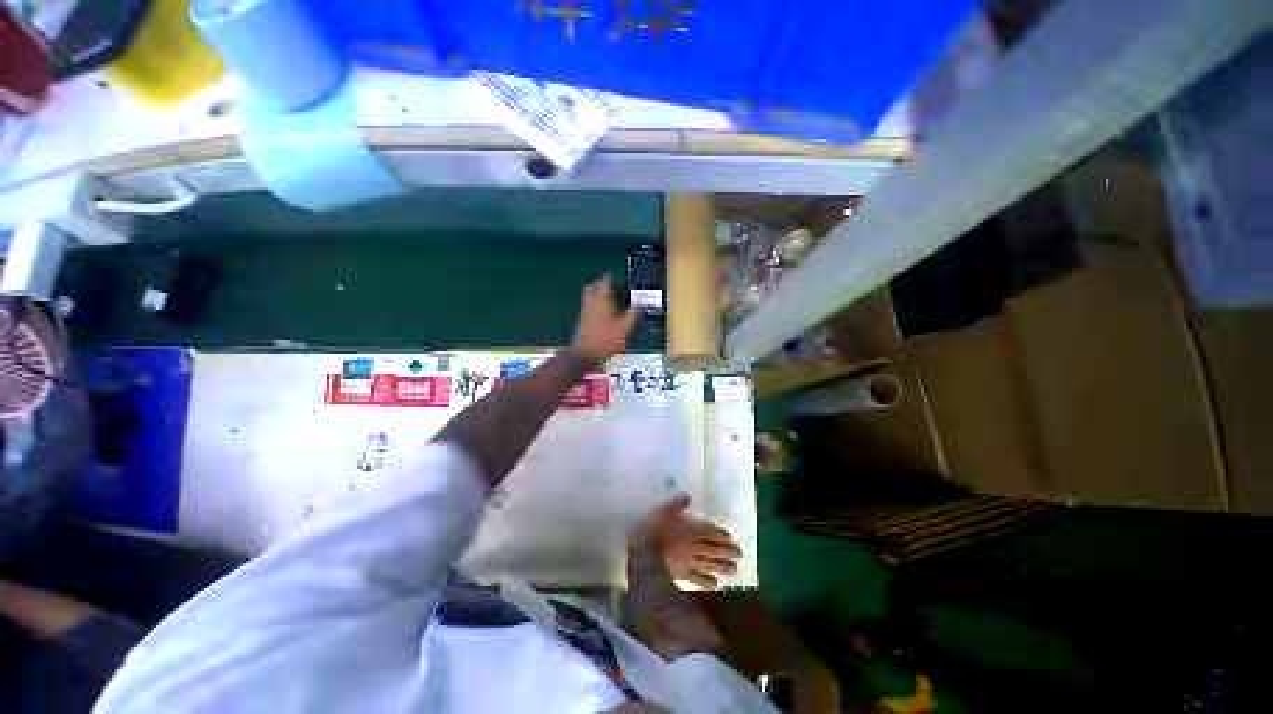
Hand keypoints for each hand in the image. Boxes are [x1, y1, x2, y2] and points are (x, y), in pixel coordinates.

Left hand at [571, 276, 638, 360]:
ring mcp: (584, 311)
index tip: (616, 278)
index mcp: (602, 299)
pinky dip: (595, 304)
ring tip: (608, 297)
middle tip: (610, 284)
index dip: (610, 279)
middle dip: (600, 284)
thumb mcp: (625, 327)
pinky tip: (603, 312)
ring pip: (589, 296)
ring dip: (596, 293)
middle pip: (593, 287)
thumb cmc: (607, 339)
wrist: (586, 354)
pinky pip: (588, 306)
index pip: (605, 282)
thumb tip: (643, 304)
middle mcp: (591, 302)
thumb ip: (633, 314)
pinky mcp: (582, 321)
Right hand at [629, 494, 740, 588]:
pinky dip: (707, 581)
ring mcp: (689, 562)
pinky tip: (714, 585)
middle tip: (739, 554)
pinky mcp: (682, 575)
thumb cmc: (652, 530)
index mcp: (690, 529)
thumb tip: (688, 496)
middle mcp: (693, 546)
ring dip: (723, 566)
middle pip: (713, 548)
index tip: (731, 538)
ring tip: (735, 570)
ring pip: (709, 564)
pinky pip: (697, 579)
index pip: (709, 532)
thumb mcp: (662, 510)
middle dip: (727, 551)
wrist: (643, 556)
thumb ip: (675, 504)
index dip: (720, 535)